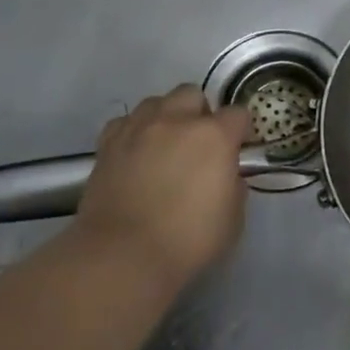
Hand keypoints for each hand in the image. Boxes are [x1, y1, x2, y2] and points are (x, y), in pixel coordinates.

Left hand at [70, 85, 250, 290]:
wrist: (123, 256)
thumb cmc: (187, 241)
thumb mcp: (232, 219)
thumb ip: (234, 186)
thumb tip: (226, 176)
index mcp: (215, 136)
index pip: (238, 113)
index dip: (240, 130)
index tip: (238, 149)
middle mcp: (177, 120)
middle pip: (192, 94)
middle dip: (199, 113)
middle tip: (198, 143)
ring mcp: (139, 128)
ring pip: (156, 102)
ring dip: (166, 117)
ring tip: (164, 144)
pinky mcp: (108, 144)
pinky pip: (125, 123)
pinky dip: (133, 132)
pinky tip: (135, 152)